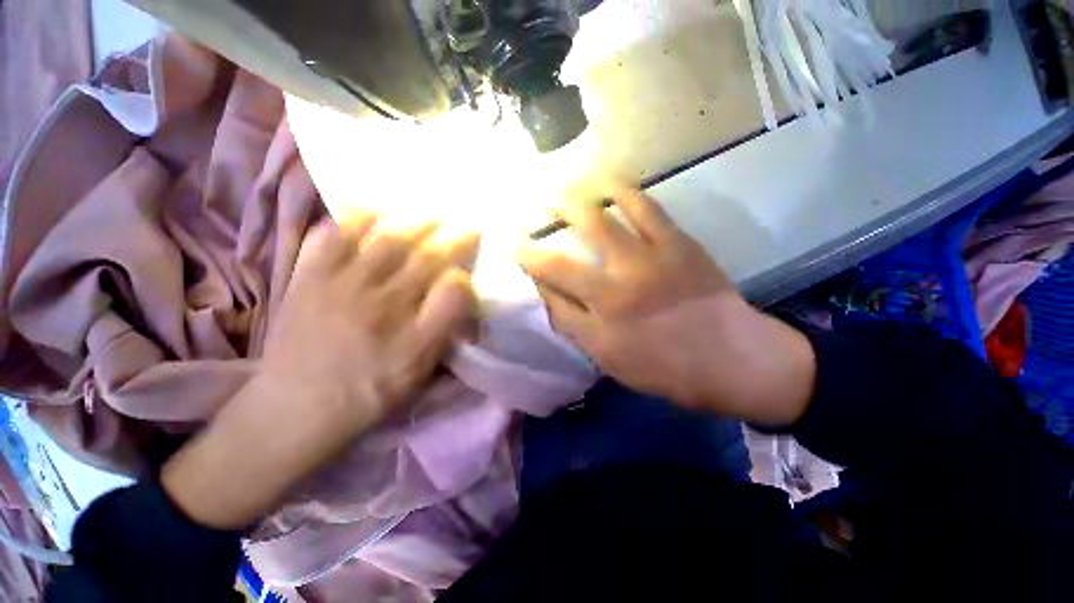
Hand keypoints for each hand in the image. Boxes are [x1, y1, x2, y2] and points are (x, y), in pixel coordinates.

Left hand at [163, 217, 479, 528]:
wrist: (293, 407)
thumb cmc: (365, 393)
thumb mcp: (415, 375)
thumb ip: (442, 333)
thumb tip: (457, 294)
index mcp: (410, 337)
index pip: (452, 294)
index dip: (467, 277)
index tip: (471, 270)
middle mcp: (381, 306)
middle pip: (425, 259)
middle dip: (452, 238)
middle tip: (466, 225)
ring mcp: (341, 287)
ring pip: (385, 240)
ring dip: (414, 222)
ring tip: (429, 214)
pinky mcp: (307, 279)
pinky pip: (331, 237)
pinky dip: (353, 220)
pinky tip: (372, 214)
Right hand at [518, 189, 814, 425]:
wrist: (732, 357)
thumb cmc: (666, 368)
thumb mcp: (612, 361)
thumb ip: (576, 328)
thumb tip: (548, 297)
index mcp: (598, 326)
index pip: (550, 298)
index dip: (529, 274)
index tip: (517, 257)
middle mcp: (614, 292)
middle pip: (563, 263)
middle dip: (537, 247)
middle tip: (529, 223)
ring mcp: (646, 263)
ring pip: (599, 226)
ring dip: (574, 206)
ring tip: (562, 192)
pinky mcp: (676, 244)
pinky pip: (646, 210)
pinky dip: (624, 193)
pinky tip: (610, 184)